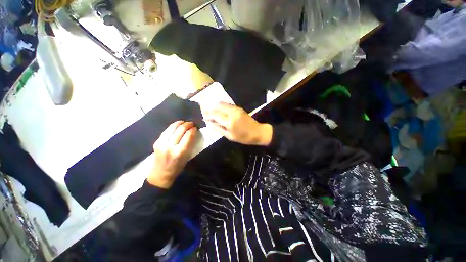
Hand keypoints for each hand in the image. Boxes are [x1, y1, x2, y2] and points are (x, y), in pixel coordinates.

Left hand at [148, 121, 197, 188]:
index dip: (193, 129)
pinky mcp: (157, 141)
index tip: (196, 127)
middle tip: (192, 123)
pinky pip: (167, 130)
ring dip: (180, 123)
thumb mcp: (187, 157)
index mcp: (180, 152)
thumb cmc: (177, 167)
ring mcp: (162, 143)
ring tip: (185, 122)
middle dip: (187, 124)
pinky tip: (177, 125)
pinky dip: (173, 126)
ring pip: (172, 128)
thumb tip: (193, 132)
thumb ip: (189, 144)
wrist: (160, 174)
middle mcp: (170, 146)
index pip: (188, 136)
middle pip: (180, 130)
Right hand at [203, 102, 272, 145]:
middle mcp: (232, 112)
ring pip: (223, 103)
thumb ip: (219, 128)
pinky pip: (228, 104)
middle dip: (211, 109)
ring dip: (216, 107)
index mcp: (229, 122)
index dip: (208, 114)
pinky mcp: (239, 108)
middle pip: (218, 106)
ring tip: (212, 112)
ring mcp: (236, 109)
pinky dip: (222, 106)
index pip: (215, 115)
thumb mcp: (230, 136)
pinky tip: (220, 111)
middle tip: (206, 113)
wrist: (258, 132)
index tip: (204, 116)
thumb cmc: (243, 137)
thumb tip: (209, 123)